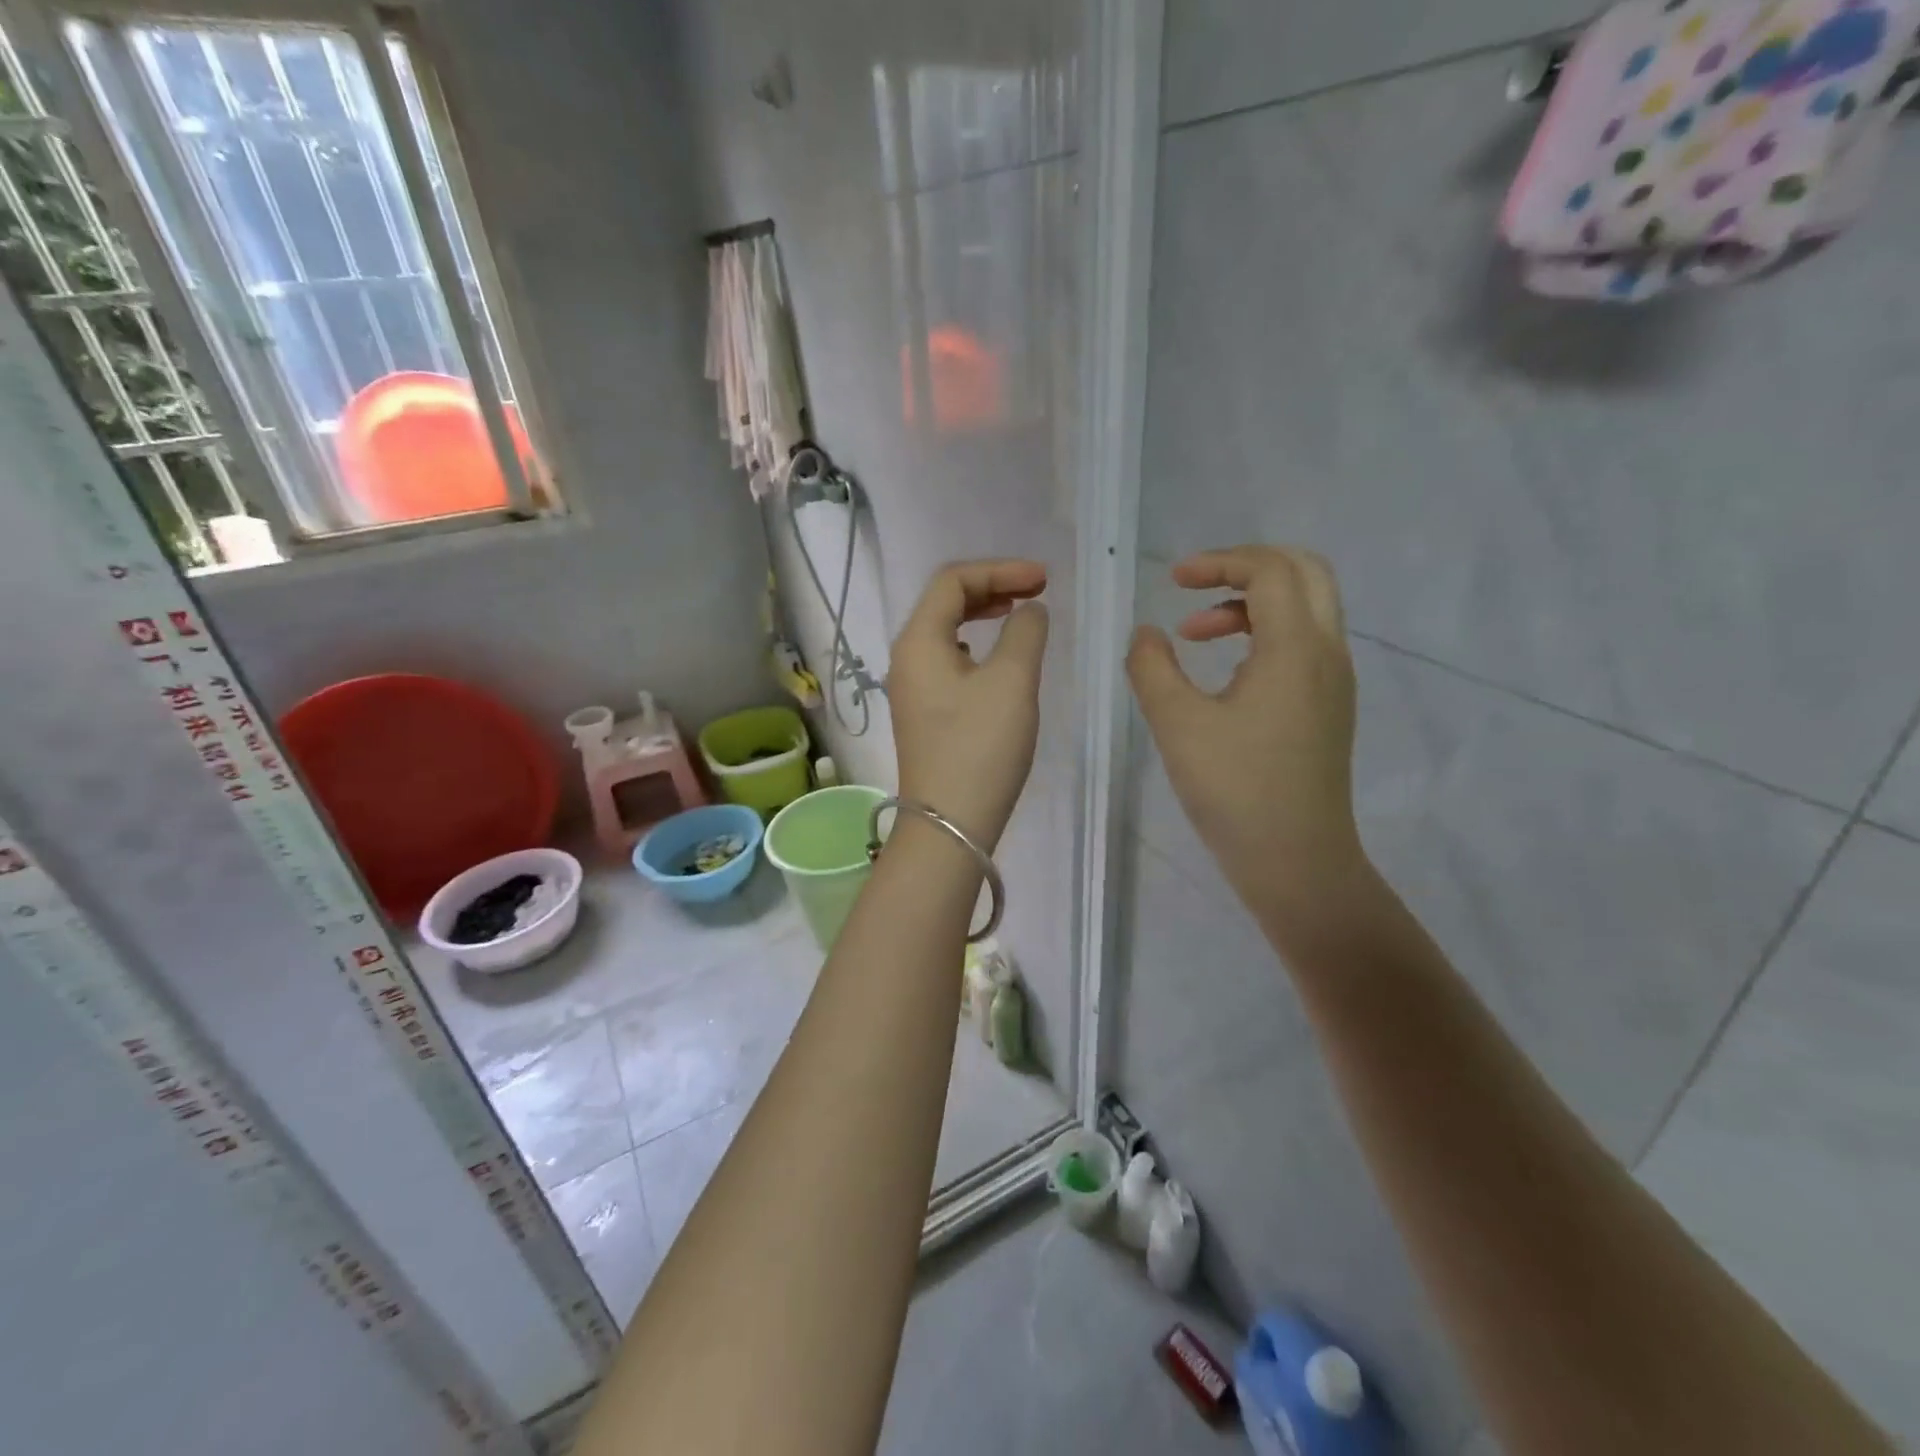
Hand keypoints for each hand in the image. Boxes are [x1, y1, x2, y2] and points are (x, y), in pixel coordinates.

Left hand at [889, 559, 1049, 850]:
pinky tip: (997, 661)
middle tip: (1036, 592)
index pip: (953, 581)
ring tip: (1019, 616)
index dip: (1000, 570)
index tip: (1044, 580)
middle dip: (992, 588)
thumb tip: (1030, 611)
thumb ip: (1025, 632)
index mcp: (918, 641)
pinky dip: (977, 647)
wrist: (951, 823)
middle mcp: (907, 658)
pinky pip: (949, 662)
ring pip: (946, 632)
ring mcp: (912, 688)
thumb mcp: (1012, 681)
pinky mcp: (925, 714)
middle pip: (945, 602)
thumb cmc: (980, 747)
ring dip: (983, 616)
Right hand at [1127, 546, 1375, 951]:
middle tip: (1196, 586)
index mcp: (1295, 648)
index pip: (1270, 570)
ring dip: (1252, 603)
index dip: (1220, 562)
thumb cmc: (1234, 790)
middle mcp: (1327, 652)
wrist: (1296, 861)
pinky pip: (1304, 642)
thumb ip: (1152, 667)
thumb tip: (1146, 634)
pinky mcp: (1330, 706)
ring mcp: (1335, 681)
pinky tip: (1225, 670)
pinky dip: (1265, 633)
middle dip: (1246, 567)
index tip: (1173, 581)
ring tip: (1196, 633)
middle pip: (1305, 572)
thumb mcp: (1177, 724)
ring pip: (1306, 607)